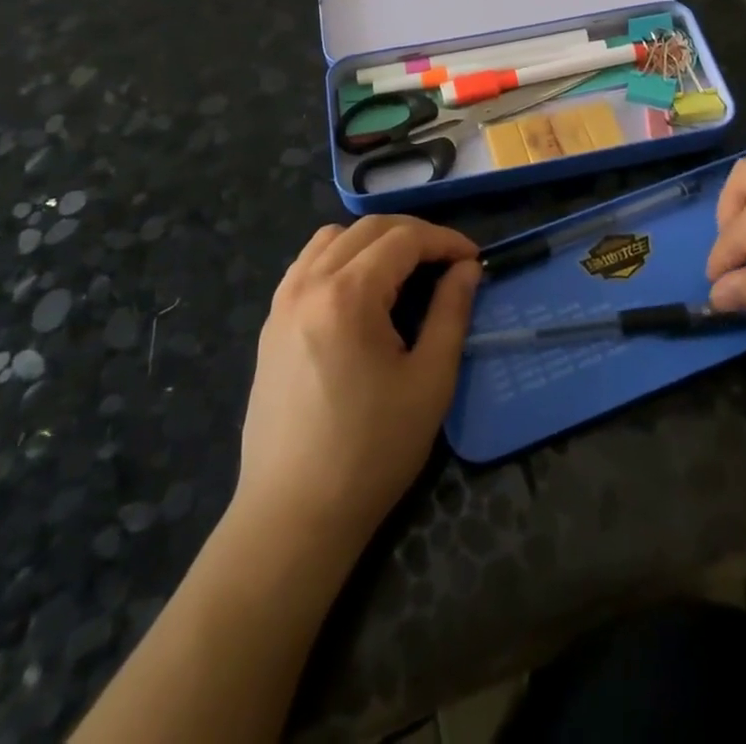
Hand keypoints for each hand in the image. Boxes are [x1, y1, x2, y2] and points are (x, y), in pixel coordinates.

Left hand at [233, 216, 479, 552]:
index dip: (445, 241)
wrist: (293, 515)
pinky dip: (340, 257)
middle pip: (368, 229)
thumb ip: (451, 313)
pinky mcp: (271, 322)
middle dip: (415, 235)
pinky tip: (361, 289)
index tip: (474, 260)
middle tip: (448, 261)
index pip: (404, 239)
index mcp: (348, 295)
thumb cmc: (371, 452)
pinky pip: (308, 263)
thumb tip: (467, 269)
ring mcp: (283, 301)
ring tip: (405, 269)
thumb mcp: (429, 382)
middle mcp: (309, 283)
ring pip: (332, 238)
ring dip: (374, 240)